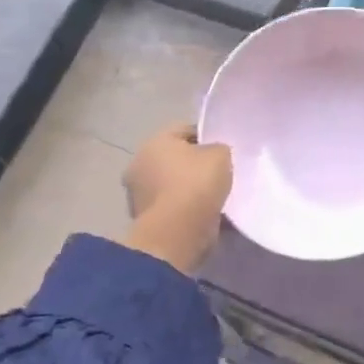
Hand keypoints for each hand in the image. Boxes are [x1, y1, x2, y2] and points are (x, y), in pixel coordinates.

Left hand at [119, 123, 232, 274]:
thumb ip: (218, 149)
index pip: (184, 130)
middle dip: (195, 166)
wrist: (178, 232)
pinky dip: (185, 210)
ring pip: (173, 185)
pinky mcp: (144, 220)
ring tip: (215, 198)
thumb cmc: (197, 184)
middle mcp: (139, 164)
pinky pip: (172, 207)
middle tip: (220, 174)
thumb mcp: (220, 155)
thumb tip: (213, 155)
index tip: (224, 151)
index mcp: (154, 142)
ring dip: (189, 190)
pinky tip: (205, 215)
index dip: (207, 137)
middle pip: (175, 159)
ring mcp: (138, 194)